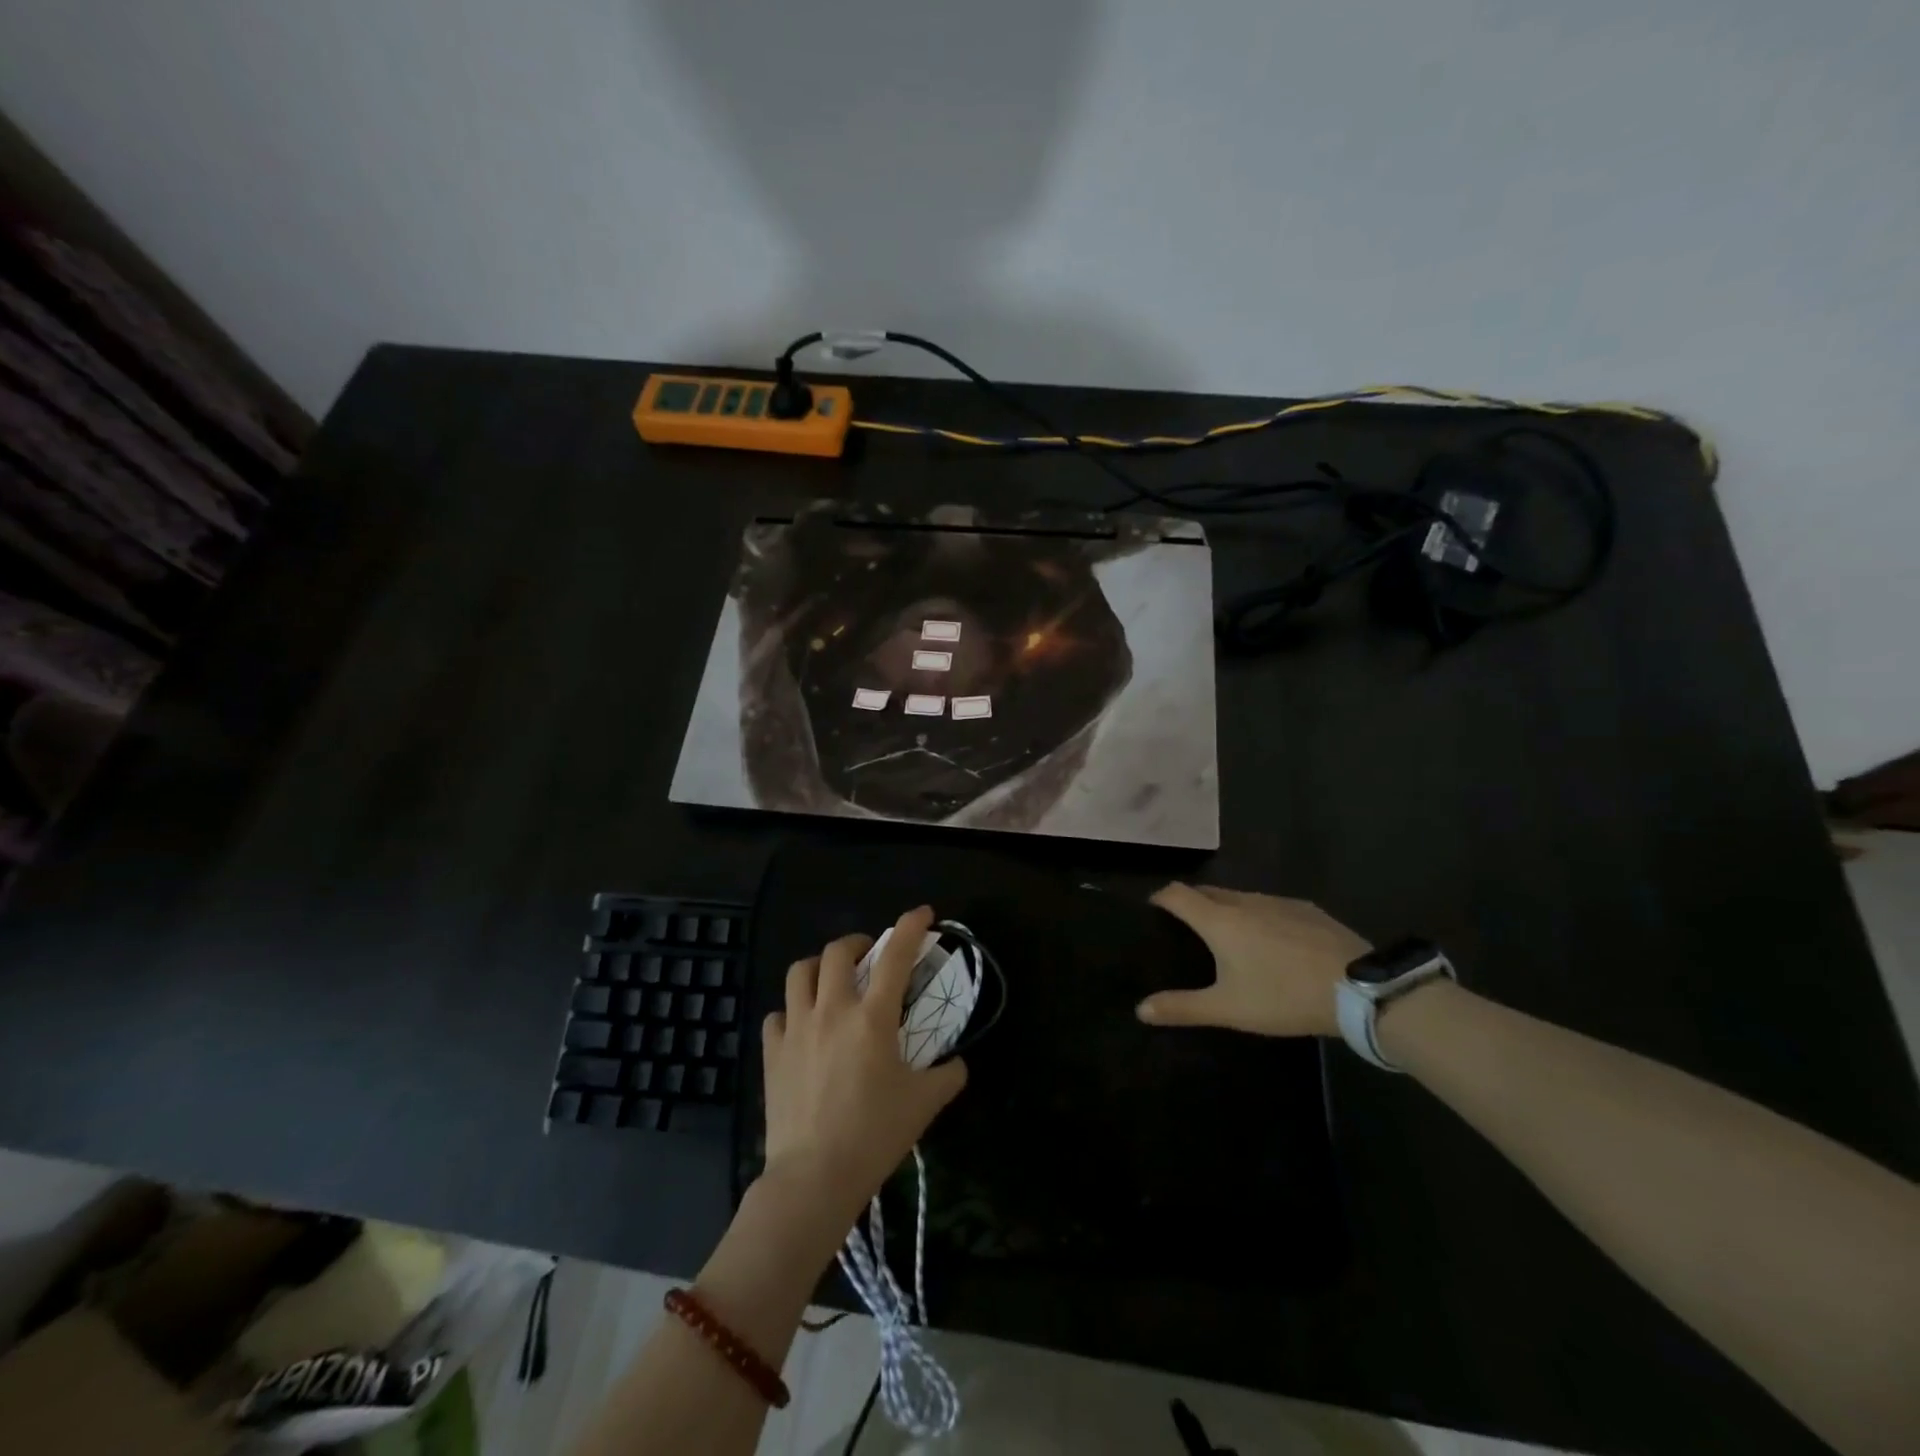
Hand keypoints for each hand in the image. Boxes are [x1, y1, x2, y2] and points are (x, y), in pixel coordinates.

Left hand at [760, 906, 967, 1227]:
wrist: (814, 1176)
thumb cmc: (874, 1135)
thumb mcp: (923, 1105)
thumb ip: (948, 1076)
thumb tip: (958, 1064)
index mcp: (872, 1017)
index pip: (895, 956)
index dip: (910, 926)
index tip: (922, 913)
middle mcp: (832, 1010)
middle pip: (838, 951)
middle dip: (857, 943)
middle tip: (869, 956)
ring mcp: (797, 1029)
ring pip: (799, 972)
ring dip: (818, 967)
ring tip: (831, 982)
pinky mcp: (772, 1053)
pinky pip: (777, 1015)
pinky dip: (791, 1011)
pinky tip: (802, 1027)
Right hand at [1137, 883, 1369, 1037]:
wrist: (1358, 988)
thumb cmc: (1283, 995)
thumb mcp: (1229, 1008)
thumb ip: (1183, 1007)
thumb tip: (1140, 1009)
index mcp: (1219, 920)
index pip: (1177, 894)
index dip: (1160, 898)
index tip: (1152, 911)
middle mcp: (1244, 901)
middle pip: (1207, 891)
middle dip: (1191, 902)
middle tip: (1185, 927)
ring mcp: (1278, 902)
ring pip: (1240, 897)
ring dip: (1226, 908)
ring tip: (1227, 935)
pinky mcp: (1306, 909)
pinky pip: (1269, 905)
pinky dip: (1258, 916)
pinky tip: (1271, 941)